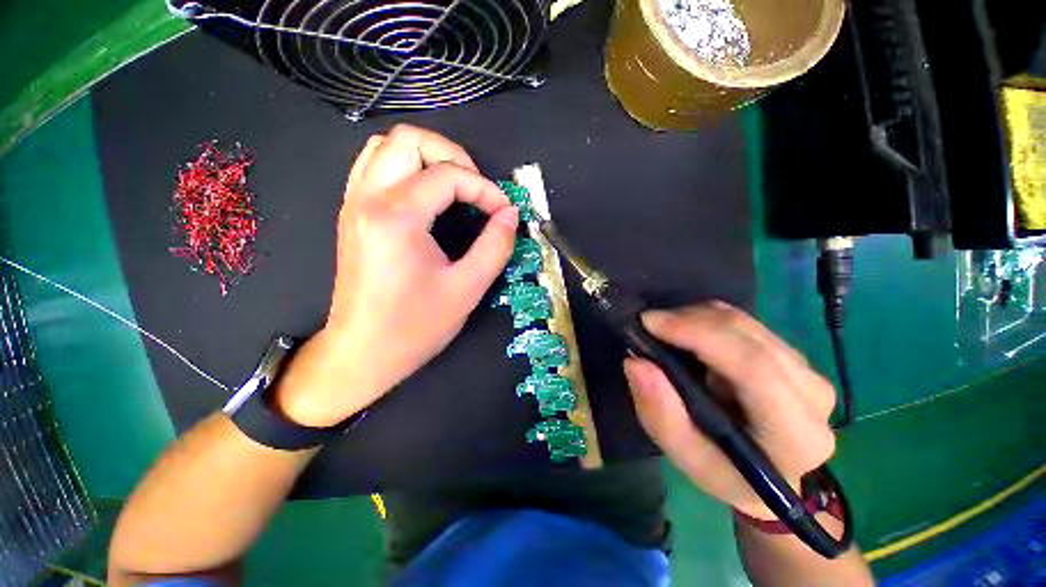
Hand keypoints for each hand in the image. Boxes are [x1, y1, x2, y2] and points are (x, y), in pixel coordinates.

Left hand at [275, 125, 518, 426]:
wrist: (363, 352)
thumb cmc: (415, 327)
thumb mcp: (467, 289)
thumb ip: (495, 246)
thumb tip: (511, 215)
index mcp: (397, 217)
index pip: (449, 175)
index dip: (485, 189)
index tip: (503, 212)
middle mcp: (369, 199)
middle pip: (409, 139)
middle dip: (452, 155)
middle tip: (476, 188)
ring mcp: (354, 203)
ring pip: (386, 146)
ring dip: (426, 157)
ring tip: (454, 187)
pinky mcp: (352, 214)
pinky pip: (374, 166)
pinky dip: (405, 167)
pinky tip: (426, 195)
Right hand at [623, 303, 836, 519]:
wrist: (765, 473)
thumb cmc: (724, 471)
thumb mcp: (684, 456)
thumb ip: (660, 414)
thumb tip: (636, 362)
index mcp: (795, 434)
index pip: (753, 368)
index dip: (699, 334)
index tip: (650, 322)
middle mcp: (812, 394)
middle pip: (746, 336)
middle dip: (689, 320)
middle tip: (648, 324)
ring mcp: (806, 370)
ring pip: (744, 322)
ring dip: (695, 318)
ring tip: (665, 332)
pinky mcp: (792, 355)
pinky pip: (743, 323)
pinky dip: (706, 320)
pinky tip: (688, 335)